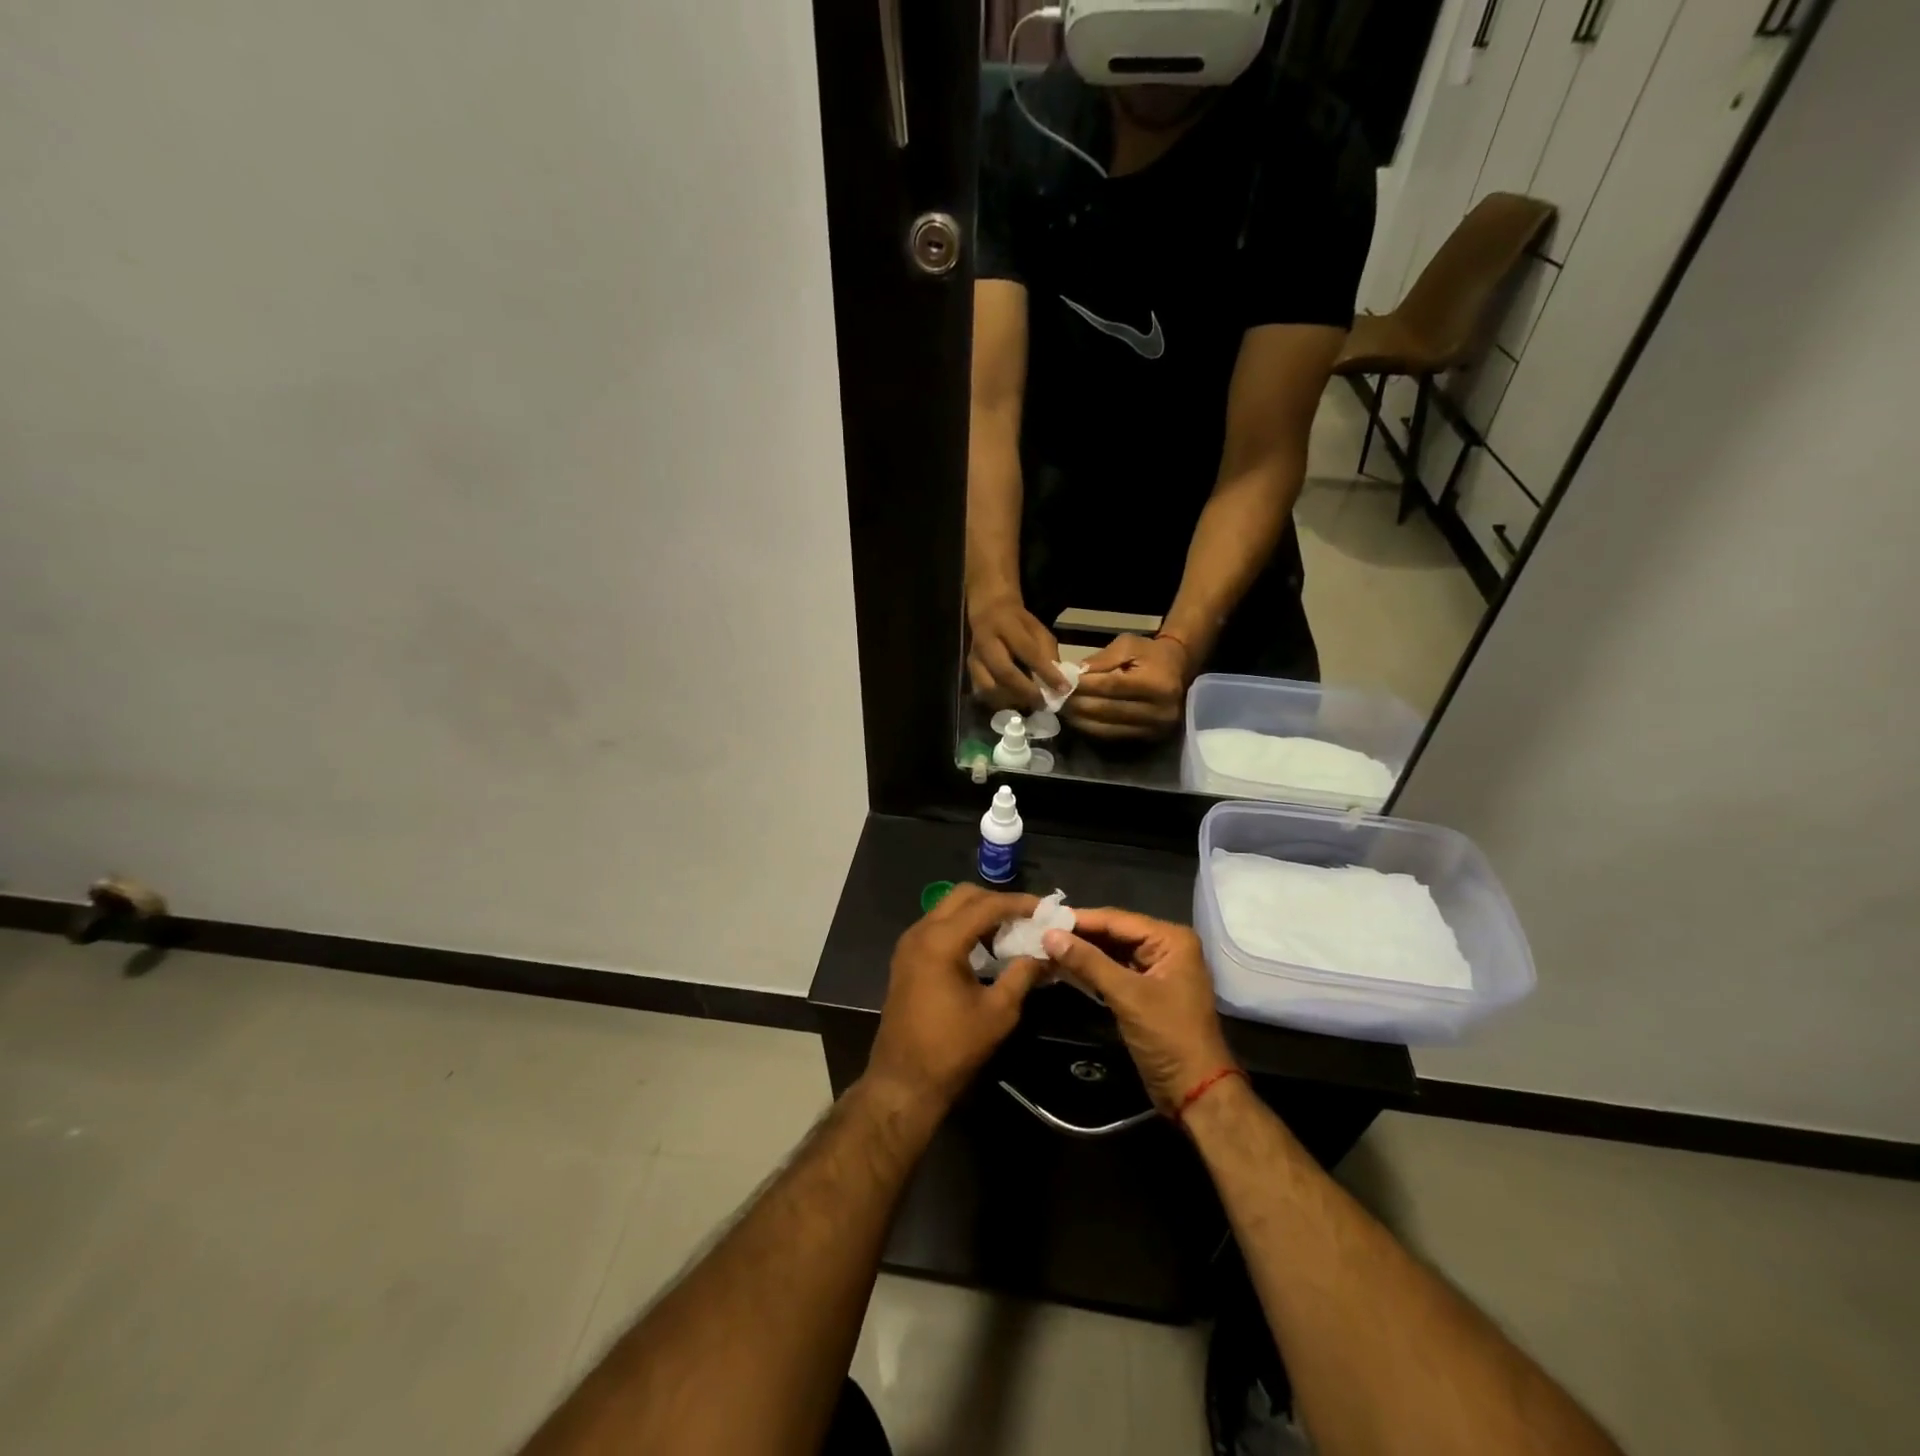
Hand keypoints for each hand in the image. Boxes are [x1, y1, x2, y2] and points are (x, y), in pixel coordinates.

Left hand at [865, 885, 1047, 1112]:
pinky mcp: (906, 958)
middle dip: (997, 902)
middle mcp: (920, 932)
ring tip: (1010, 932)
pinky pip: (938, 927)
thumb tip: (1046, 954)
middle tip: (1027, 918)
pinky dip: (963, 927)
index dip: (1019, 904)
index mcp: (941, 940)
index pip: (986, 905)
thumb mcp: (998, 1012)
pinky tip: (985, 948)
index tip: (1046, 909)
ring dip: (979, 913)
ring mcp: (909, 944)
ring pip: (948, 909)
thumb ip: (1023, 974)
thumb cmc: (953, 1047)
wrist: (903, 1081)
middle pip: (963, 896)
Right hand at [967, 592, 1068, 711]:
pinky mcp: (969, 671)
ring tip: (1029, 703)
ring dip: (1011, 700)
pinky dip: (999, 702)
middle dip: (1027, 692)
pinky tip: (1013, 702)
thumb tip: (1057, 682)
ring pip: (989, 688)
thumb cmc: (1018, 623)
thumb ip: (1047, 653)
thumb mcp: (1038, 629)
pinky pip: (982, 693)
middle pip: (1004, 673)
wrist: (988, 612)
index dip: (1046, 672)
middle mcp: (986, 643)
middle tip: (1044, 703)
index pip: (1028, 651)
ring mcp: (974, 659)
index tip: (1063, 688)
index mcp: (1006, 626)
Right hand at [1040, 908, 1235, 1114]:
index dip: (1080, 920)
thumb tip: (1048, 935)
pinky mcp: (1147, 990)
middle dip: (1079, 935)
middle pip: (1114, 933)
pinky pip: (1115, 970)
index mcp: (1171, 939)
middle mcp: (1166, 947)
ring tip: (1046, 947)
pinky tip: (1065, 967)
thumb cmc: (1167, 1037)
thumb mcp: (1127, 996)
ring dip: (1083, 952)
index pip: (1117, 920)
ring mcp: (1157, 969)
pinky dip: (1092, 969)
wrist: (1194, 1091)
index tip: (1044, 918)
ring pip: (1112, 951)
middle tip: (1040, 932)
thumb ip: (1088, 962)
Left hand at [1063, 633, 1191, 740]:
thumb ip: (1100, 660)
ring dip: (1080, 720)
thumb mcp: (1127, 645)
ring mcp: (1155, 728)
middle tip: (1055, 699)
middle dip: (1077, 705)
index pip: (1110, 686)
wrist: (1179, 670)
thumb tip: (1072, 676)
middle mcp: (1159, 710)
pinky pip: (1112, 736)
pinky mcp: (1149, 738)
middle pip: (1106, 710)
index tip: (1061, 683)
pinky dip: (1091, 728)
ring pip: (1106, 727)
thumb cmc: (1150, 654)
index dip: (1083, 686)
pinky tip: (1078, 719)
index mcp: (1156, 683)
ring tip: (1062, 710)